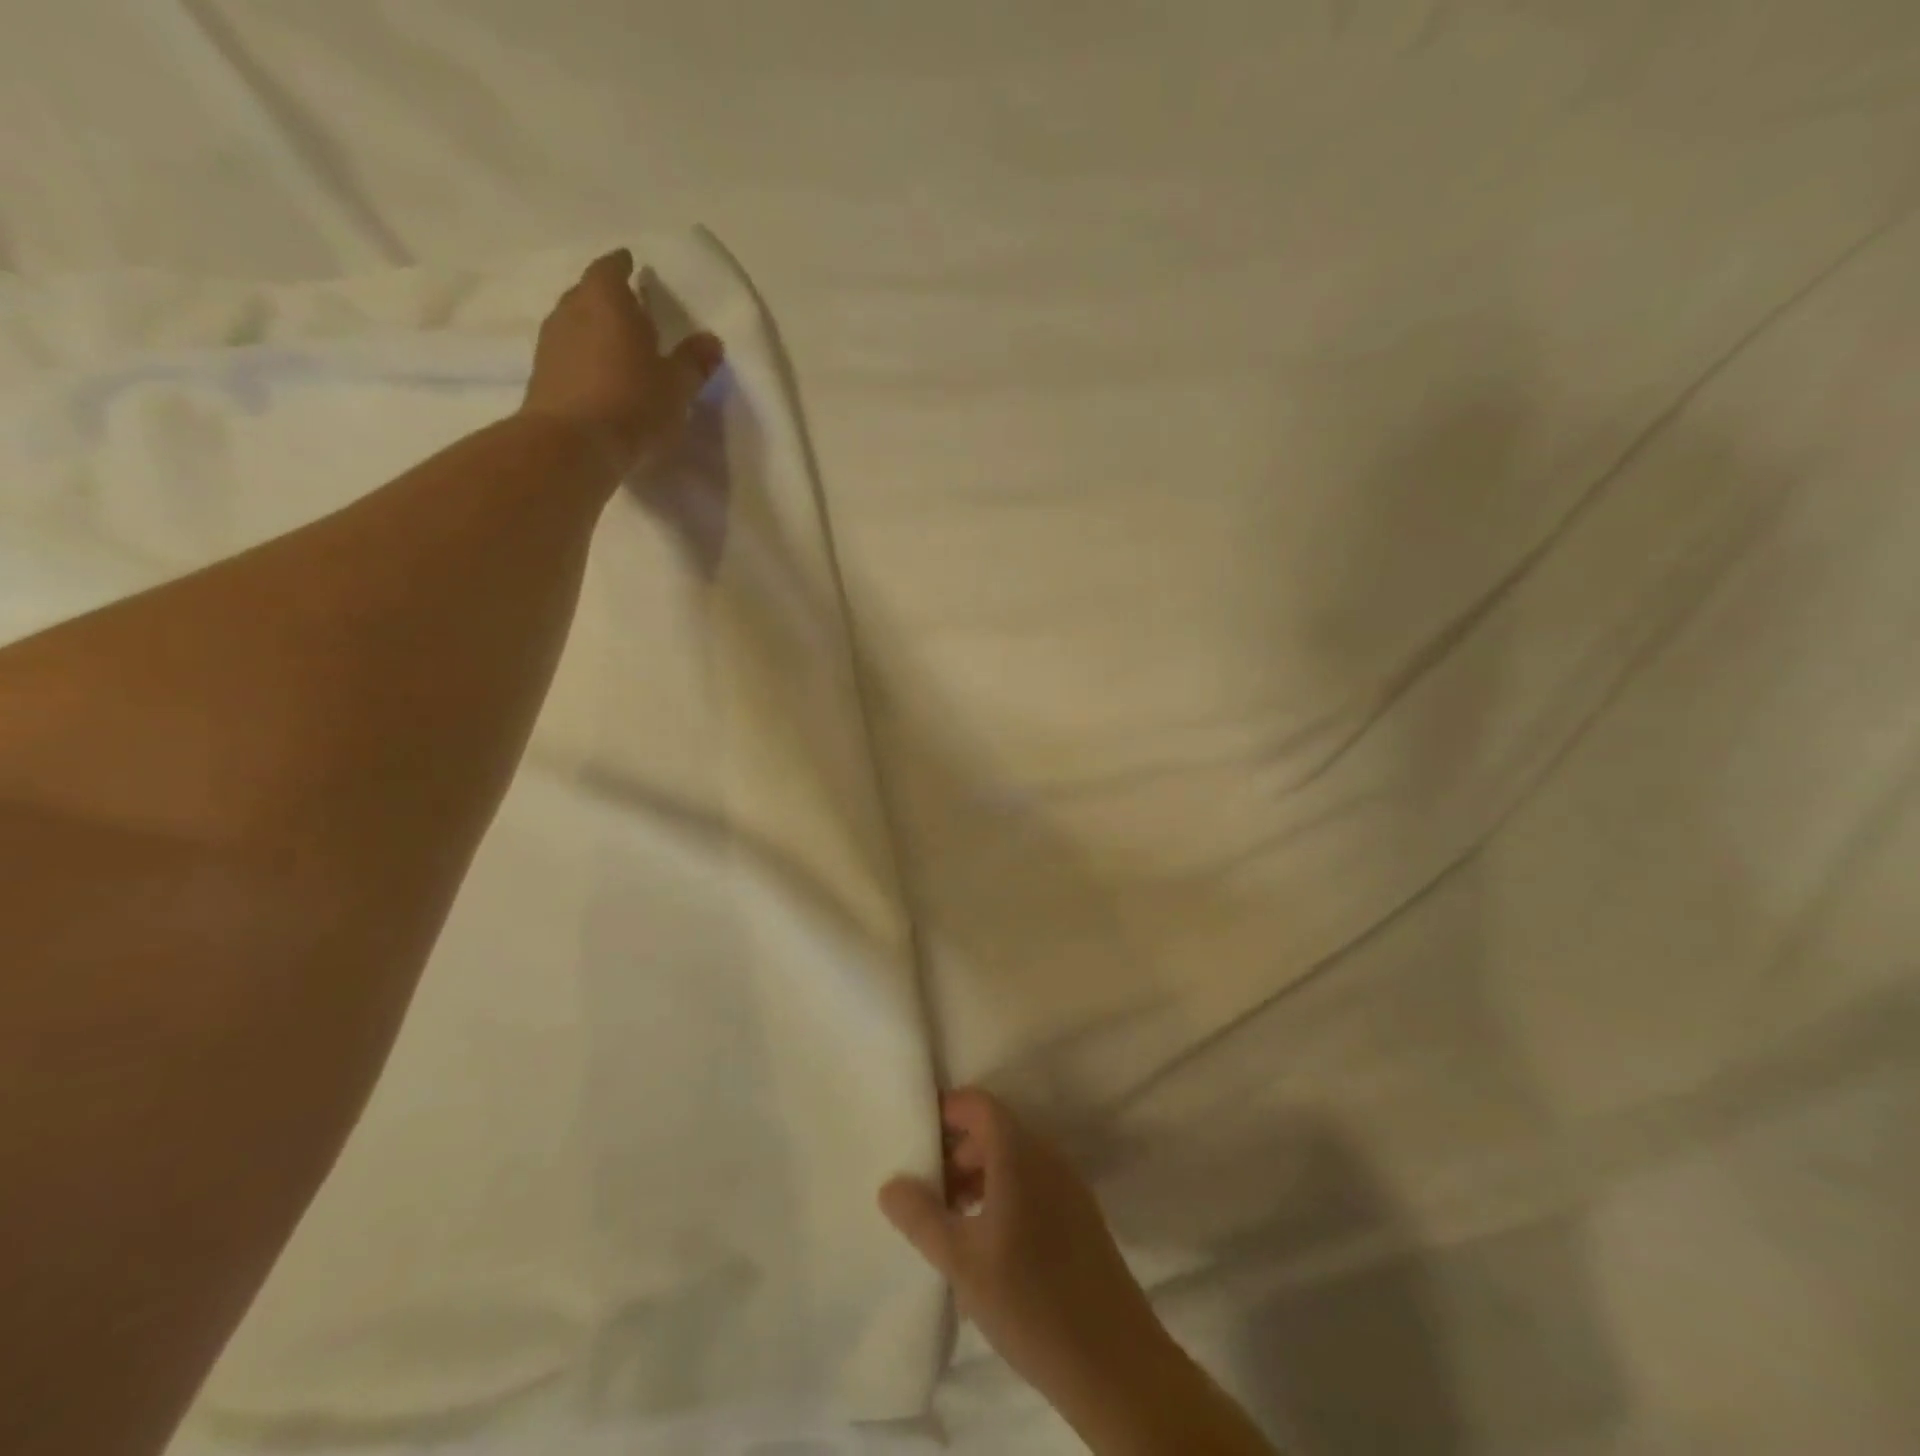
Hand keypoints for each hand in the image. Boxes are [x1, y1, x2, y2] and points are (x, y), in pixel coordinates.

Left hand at [519, 249, 722, 472]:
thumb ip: (694, 361)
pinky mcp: (542, 373)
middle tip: (631, 310)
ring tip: (616, 345)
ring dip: (594, 328)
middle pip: (589, 293)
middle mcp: (572, 310)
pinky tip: (598, 374)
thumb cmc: (632, 403)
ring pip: (575, 322)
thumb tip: (712, 341)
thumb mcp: (676, 386)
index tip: (631, 265)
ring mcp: (551, 341)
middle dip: (609, 298)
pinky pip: (567, 352)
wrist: (573, 444)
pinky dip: (583, 355)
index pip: (611, 268)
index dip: (622, 265)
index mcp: (606, 300)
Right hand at [879, 1089, 1163, 1400]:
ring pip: (1013, 1160)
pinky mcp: (1079, 1216)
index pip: (977, 1104)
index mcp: (1019, 1153)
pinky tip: (985, 1244)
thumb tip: (891, 1183)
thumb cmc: (1029, 1301)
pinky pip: (1032, 1184)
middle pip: (994, 1130)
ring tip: (949, 1223)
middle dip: (955, 1152)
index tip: (914, 1140)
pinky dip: (1002, 1196)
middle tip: (925, 1192)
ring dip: (978, 1178)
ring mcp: (1068, 1185)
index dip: (944, 1112)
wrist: (1114, 1364)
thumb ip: (922, 1217)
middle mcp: (1047, 1156)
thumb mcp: (961, 1261)